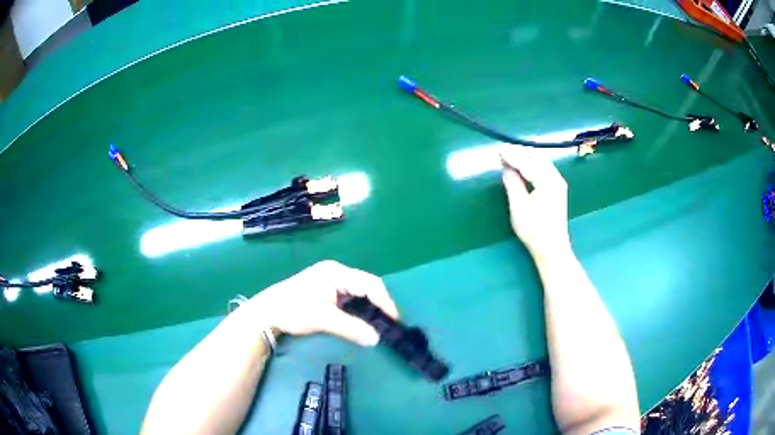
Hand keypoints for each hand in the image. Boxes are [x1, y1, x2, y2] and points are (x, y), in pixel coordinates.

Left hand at [247, 260, 398, 346]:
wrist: (267, 313)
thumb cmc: (293, 310)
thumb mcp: (323, 319)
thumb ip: (352, 328)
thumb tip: (377, 339)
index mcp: (337, 273)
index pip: (369, 284)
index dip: (385, 302)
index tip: (394, 320)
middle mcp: (336, 273)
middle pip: (366, 286)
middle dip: (379, 304)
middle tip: (388, 323)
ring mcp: (331, 281)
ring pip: (359, 293)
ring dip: (369, 307)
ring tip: (379, 323)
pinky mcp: (326, 291)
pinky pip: (350, 298)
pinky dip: (358, 309)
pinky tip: (362, 320)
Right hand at [500, 147, 571, 261]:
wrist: (552, 249)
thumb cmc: (534, 230)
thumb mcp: (519, 206)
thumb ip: (512, 183)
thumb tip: (506, 167)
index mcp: (547, 180)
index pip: (527, 162)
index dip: (511, 155)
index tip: (498, 150)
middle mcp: (555, 178)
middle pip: (537, 157)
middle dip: (520, 153)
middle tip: (503, 152)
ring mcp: (558, 184)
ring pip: (541, 162)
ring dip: (526, 159)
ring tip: (510, 158)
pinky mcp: (556, 190)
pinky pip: (543, 170)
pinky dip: (531, 166)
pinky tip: (523, 169)